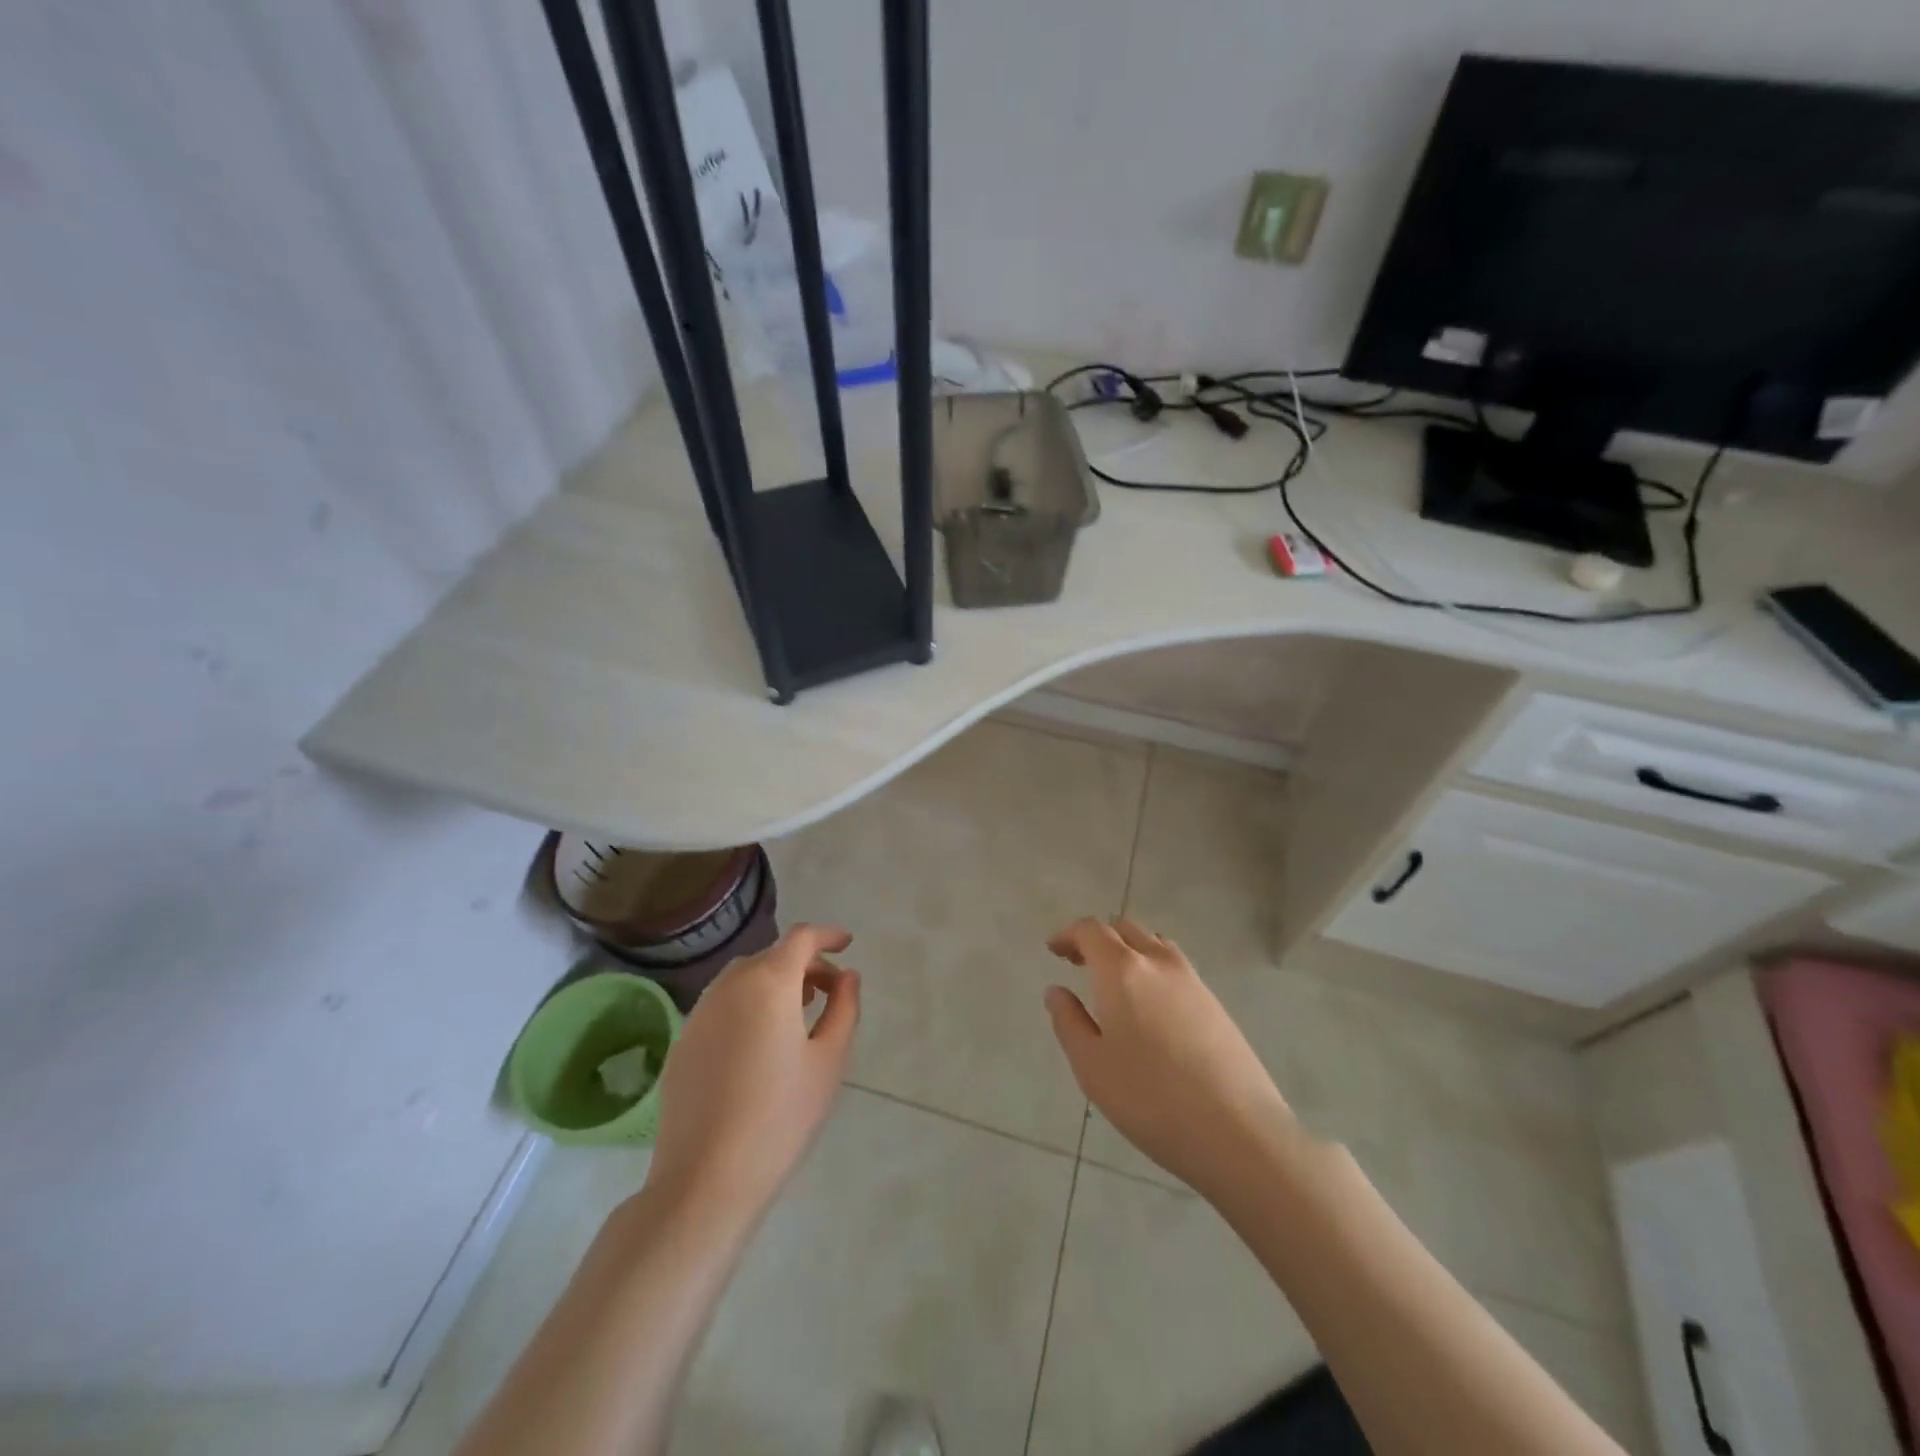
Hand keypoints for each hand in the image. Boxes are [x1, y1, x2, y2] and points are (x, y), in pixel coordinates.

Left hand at [647, 924, 861, 1219]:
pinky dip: (748, 1004)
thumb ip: (844, 1008)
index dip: (827, 936)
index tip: (847, 945)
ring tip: (798, 1014)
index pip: (801, 938)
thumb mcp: (829, 1061)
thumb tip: (847, 977)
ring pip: (744, 978)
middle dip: (804, 964)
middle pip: (772, 956)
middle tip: (829, 992)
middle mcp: (730, 985)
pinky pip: (723, 1004)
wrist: (705, 1179)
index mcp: (769, 982)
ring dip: (774, 982)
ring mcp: (700, 1012)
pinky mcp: (684, 1041)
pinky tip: (760, 1043)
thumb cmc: (781, 1117)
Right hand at [1045, 917, 1300, 1199]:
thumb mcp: (1092, 1066)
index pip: (1091, 930)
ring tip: (1115, 983)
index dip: (1068, 935)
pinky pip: (1175, 968)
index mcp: (1121, 969)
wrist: (1239, 1132)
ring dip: (1129, 951)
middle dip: (1098, 940)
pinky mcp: (1215, 1003)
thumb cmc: (1151, 1099)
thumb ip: (1069, 1022)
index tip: (1054, 950)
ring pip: (1154, 945)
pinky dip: (1153, 970)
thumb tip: (1056, 991)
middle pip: (1124, 929)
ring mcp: (1192, 980)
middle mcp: (1158, 962)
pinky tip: (1150, 1008)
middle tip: (1079, 964)